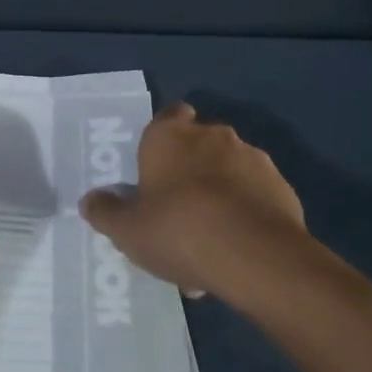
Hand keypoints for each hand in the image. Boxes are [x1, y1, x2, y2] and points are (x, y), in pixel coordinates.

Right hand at [79, 102, 311, 305]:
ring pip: (230, 170)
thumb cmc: (179, 230)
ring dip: (220, 192)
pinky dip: (246, 211)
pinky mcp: (281, 186)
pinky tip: (237, 247)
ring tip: (210, 239)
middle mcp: (212, 136)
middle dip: (192, 168)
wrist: (256, 256)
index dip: (163, 136)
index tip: (158, 165)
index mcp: (169, 136)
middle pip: (200, 143)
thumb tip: (90, 201)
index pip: (169, 115)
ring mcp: (252, 158)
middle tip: (179, 209)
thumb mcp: (128, 231)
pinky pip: (255, 194)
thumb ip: (106, 213)